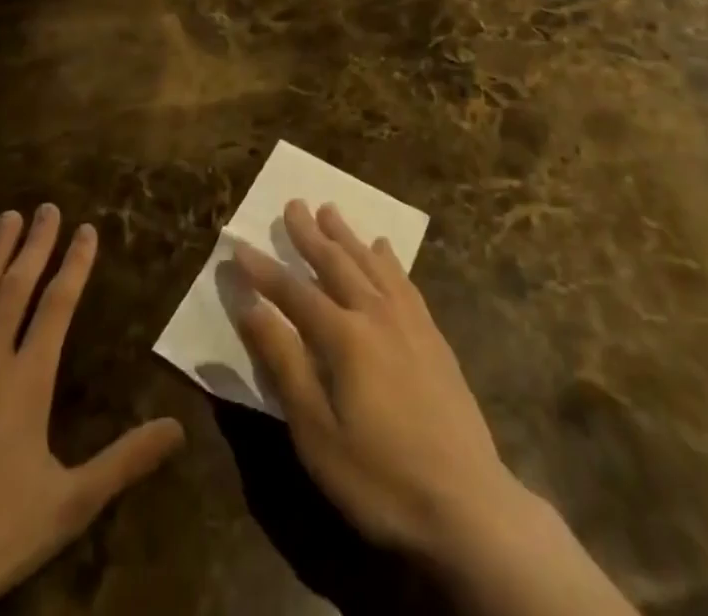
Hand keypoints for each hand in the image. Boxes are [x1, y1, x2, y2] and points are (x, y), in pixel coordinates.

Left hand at [0, 207, 184, 615]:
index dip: (75, 264)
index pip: (58, 305)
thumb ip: (125, 460)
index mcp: (28, 381)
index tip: (86, 229)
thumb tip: (179, 428)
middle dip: (36, 244)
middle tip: (47, 207)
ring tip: (8, 217)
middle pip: (16, 288)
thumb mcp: (70, 505)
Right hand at [230, 199, 516, 553]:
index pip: (293, 292)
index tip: (238, 245)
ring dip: (347, 235)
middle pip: (336, 263)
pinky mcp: (433, 336)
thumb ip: (284, 364)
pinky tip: (384, 248)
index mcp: (344, 336)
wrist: (469, 505)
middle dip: (309, 234)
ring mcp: (410, 322)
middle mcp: (376, 314)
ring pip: (370, 262)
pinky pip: (404, 280)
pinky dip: (388, 258)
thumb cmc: (380, 478)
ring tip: (330, 210)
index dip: (263, 269)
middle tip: (292, 203)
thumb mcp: (317, 433)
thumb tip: (250, 308)